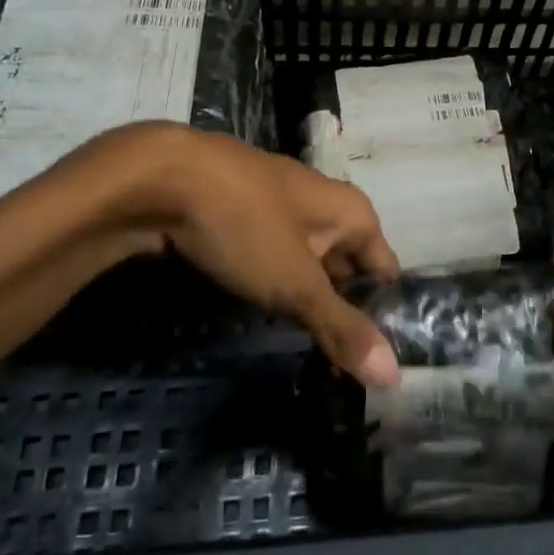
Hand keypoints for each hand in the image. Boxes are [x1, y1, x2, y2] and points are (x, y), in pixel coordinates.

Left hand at [78, 127, 402, 387]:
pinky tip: (265, 316)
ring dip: (308, 302)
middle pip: (347, 268)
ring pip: (308, 265)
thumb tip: (394, 376)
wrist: (159, 178)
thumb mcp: (295, 284)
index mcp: (351, 211)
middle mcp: (324, 205)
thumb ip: (341, 328)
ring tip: (308, 354)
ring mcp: (281, 208)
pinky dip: (276, 288)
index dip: (384, 316)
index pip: (385, 270)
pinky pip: (274, 259)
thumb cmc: (244, 224)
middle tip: (342, 371)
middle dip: (344, 313)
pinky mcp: (244, 216)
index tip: (376, 365)